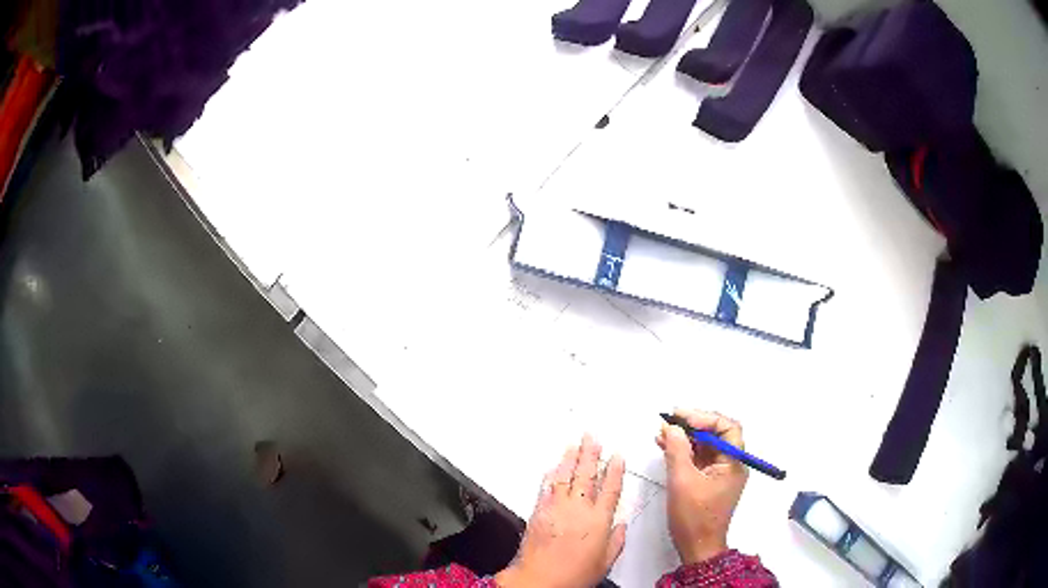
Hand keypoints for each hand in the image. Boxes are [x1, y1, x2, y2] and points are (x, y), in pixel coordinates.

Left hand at [496, 435, 626, 587]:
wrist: (541, 579)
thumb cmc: (575, 574)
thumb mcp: (605, 562)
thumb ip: (616, 541)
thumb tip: (622, 526)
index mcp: (599, 521)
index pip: (610, 489)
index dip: (615, 470)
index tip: (617, 455)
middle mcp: (579, 509)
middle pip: (587, 476)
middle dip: (591, 454)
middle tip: (593, 437)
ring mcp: (557, 508)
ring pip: (565, 476)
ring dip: (570, 458)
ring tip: (574, 444)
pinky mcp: (539, 512)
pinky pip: (546, 488)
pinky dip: (551, 475)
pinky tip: (554, 466)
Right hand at [656, 409, 746, 564]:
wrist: (697, 547)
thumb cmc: (694, 516)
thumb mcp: (682, 481)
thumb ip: (677, 450)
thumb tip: (672, 427)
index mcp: (733, 462)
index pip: (727, 427)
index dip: (705, 418)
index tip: (682, 417)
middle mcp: (731, 464)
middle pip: (717, 434)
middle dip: (693, 425)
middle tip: (670, 420)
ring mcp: (720, 473)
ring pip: (705, 445)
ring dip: (685, 437)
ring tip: (661, 432)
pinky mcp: (709, 481)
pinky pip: (698, 458)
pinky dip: (684, 451)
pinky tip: (665, 446)